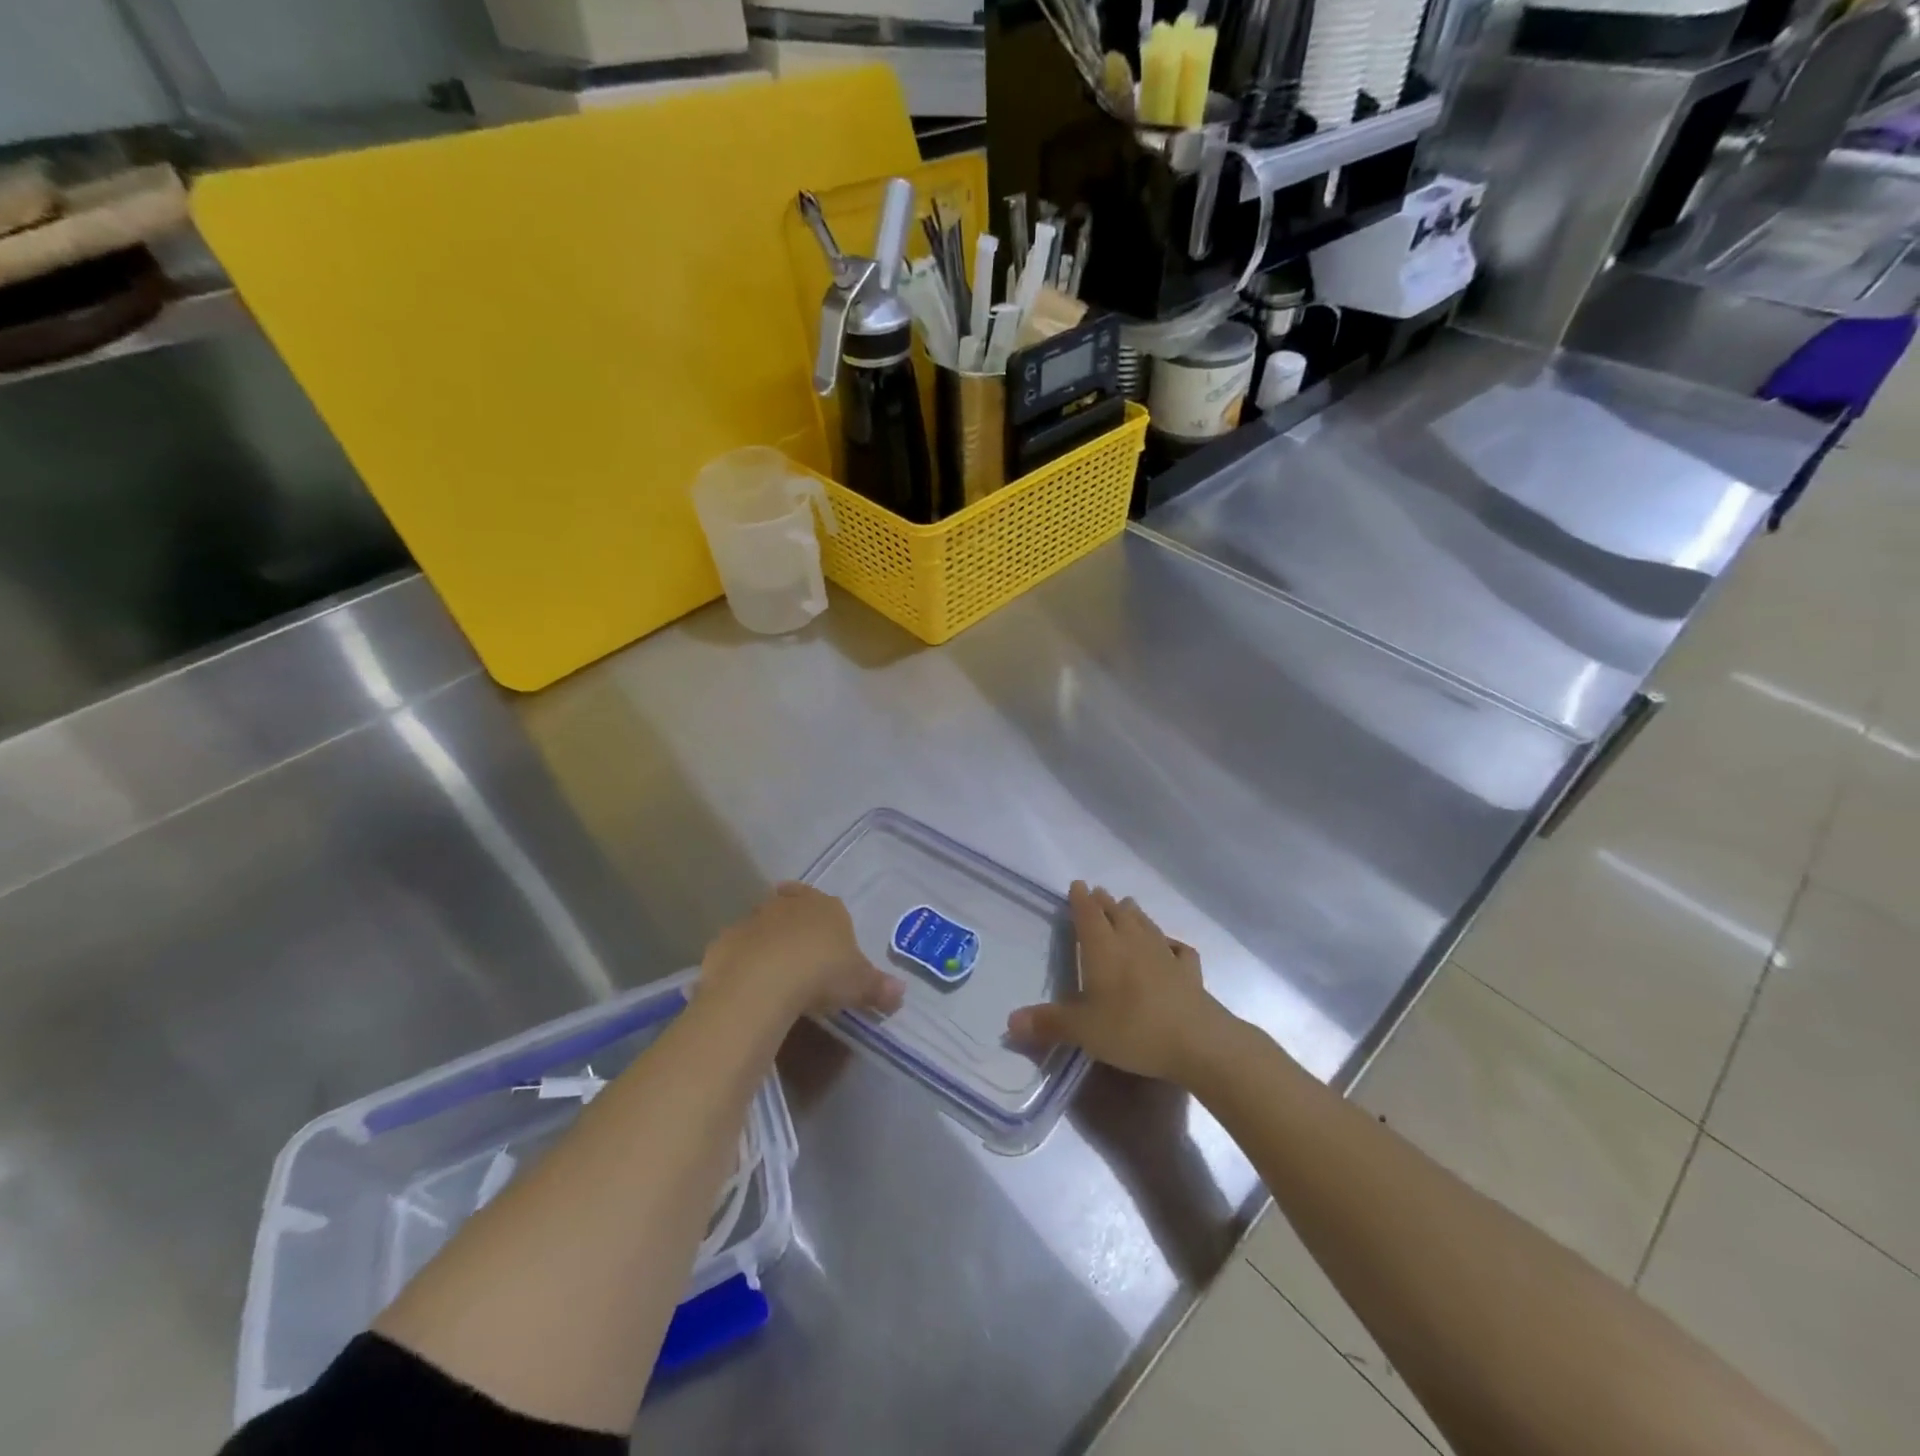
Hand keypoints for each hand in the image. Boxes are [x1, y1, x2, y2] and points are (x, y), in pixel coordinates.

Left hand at [702, 883, 902, 1020]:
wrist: (760, 983)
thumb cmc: (820, 974)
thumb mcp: (859, 986)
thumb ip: (879, 988)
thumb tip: (900, 993)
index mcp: (826, 908)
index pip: (828, 904)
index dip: (828, 921)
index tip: (828, 942)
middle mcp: (789, 905)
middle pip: (792, 906)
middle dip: (795, 925)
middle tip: (801, 956)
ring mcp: (753, 919)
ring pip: (762, 924)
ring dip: (767, 942)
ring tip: (773, 974)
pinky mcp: (725, 941)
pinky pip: (737, 948)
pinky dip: (741, 962)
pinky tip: (747, 987)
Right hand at [1007, 882, 1231, 1083]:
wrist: (1198, 1042)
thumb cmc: (1132, 1029)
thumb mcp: (1083, 1030)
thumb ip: (1049, 1023)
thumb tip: (1009, 1021)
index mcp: (1103, 949)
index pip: (1088, 916)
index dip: (1081, 900)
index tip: (1078, 884)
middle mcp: (1133, 943)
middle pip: (1117, 914)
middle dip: (1105, 903)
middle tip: (1099, 892)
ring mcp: (1165, 955)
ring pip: (1146, 925)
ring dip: (1135, 914)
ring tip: (1128, 906)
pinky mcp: (1189, 973)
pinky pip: (1178, 950)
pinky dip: (1171, 945)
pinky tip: (1171, 947)